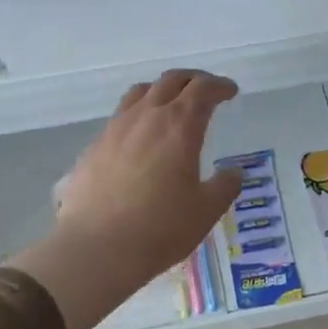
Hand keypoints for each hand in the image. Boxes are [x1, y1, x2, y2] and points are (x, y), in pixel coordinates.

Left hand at [9, 70, 242, 328]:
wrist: (96, 248)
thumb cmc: (160, 228)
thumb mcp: (206, 211)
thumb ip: (225, 186)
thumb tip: (233, 172)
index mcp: (180, 126)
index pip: (203, 89)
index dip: (220, 86)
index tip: (230, 91)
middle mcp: (146, 117)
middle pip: (171, 81)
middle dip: (193, 80)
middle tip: (206, 90)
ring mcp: (115, 129)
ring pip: (140, 92)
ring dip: (162, 90)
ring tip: (171, 104)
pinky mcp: (94, 147)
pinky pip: (120, 116)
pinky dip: (138, 114)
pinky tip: (140, 137)